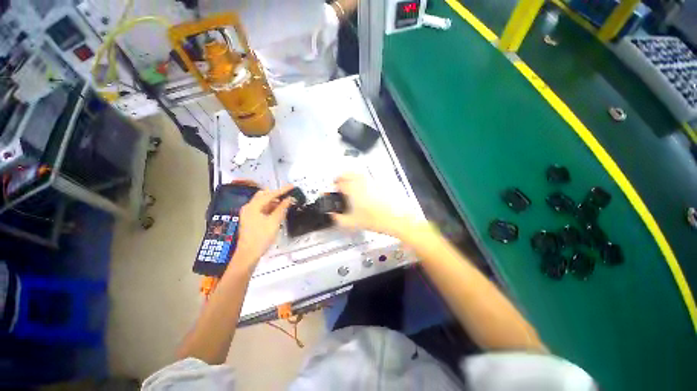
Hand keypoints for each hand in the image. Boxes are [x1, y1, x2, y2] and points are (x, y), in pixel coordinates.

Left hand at [234, 184, 294, 267]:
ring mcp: (249, 213)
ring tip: (286, 203)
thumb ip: (282, 208)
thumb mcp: (274, 221)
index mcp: (253, 206)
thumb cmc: (262, 237)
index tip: (292, 186)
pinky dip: (270, 207)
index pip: (270, 194)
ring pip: (263, 202)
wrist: (248, 254)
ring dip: (274, 201)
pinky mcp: (251, 219)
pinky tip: (278, 210)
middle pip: (264, 196)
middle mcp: (249, 207)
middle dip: (276, 194)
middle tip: (288, 195)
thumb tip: (289, 199)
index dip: (282, 190)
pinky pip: (262, 209)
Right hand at [330, 173, 421, 237]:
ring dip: (350, 176)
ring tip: (350, 185)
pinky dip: (362, 180)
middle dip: (340, 178)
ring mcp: (372, 180)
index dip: (333, 187)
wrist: (398, 218)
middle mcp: (361, 181)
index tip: (332, 191)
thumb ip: (338, 218)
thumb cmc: (375, 220)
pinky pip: (367, 177)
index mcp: (352, 189)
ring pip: (357, 173)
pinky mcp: (380, 182)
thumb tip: (332, 215)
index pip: (338, 183)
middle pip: (347, 173)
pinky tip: (364, 189)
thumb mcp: (353, 222)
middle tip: (339, 185)